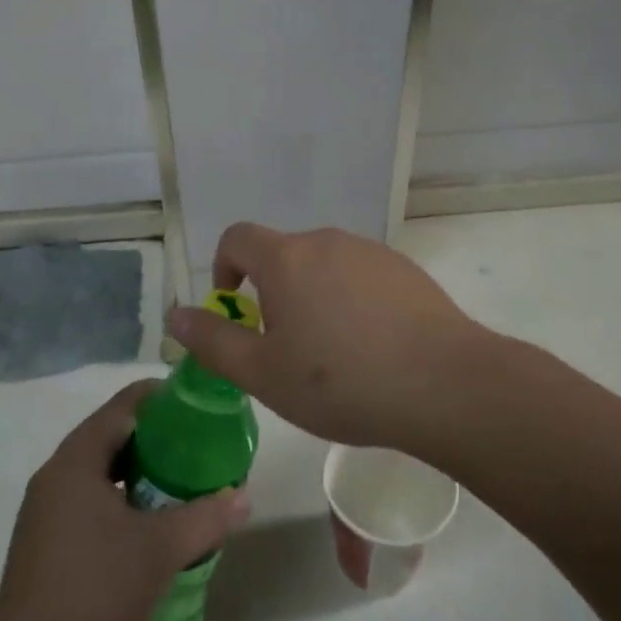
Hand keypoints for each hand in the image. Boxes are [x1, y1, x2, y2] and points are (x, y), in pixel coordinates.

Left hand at [0, 380, 249, 620]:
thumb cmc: (93, 589)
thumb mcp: (159, 552)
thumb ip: (205, 518)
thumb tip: (243, 497)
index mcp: (77, 458)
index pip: (125, 404)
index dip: (163, 398)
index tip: (198, 406)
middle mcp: (57, 471)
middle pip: (113, 432)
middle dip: (156, 436)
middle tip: (196, 445)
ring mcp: (46, 505)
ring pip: (101, 467)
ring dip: (138, 468)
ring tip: (179, 479)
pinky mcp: (45, 536)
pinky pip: (89, 494)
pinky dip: (120, 494)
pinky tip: (147, 519)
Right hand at [166, 224, 488, 453]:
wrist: (443, 383)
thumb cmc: (341, 381)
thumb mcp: (263, 373)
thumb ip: (213, 341)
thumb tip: (176, 313)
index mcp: (287, 259)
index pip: (238, 237)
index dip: (225, 267)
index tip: (235, 308)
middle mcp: (326, 241)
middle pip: (283, 255)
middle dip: (273, 294)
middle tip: (286, 350)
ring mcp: (370, 252)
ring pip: (324, 267)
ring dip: (314, 298)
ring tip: (333, 356)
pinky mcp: (404, 270)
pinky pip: (360, 277)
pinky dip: (351, 302)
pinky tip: (372, 348)